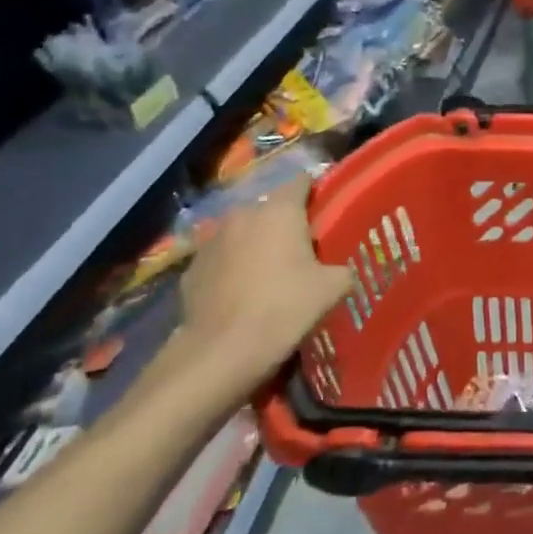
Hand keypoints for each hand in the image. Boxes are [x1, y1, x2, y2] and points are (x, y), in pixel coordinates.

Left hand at [154, 175, 352, 408]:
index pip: (302, 182)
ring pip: (244, 234)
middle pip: (271, 209)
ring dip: (257, 245)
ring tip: (272, 274)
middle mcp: (242, 215)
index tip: (328, 213)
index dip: (317, 193)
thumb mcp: (334, 288)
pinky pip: (222, 260)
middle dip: (286, 224)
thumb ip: (341, 267)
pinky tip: (243, 294)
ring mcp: (211, 241)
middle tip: (305, 250)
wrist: (221, 352)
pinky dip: (233, 269)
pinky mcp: (191, 269)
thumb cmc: (285, 308)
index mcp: (279, 210)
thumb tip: (338, 269)